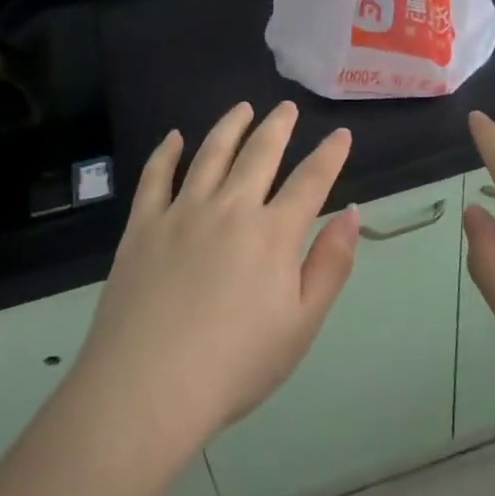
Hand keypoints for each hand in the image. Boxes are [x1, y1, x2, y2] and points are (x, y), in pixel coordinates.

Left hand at [68, 101, 357, 465]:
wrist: (148, 387)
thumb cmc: (236, 365)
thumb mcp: (302, 325)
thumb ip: (330, 265)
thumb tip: (351, 213)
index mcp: (273, 233)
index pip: (310, 181)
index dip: (329, 155)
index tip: (341, 134)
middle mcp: (230, 208)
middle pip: (259, 154)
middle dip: (278, 127)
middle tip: (286, 108)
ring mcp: (182, 212)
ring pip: (211, 153)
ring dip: (230, 126)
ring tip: (242, 108)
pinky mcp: (143, 225)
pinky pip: (156, 176)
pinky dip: (167, 152)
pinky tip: (175, 138)